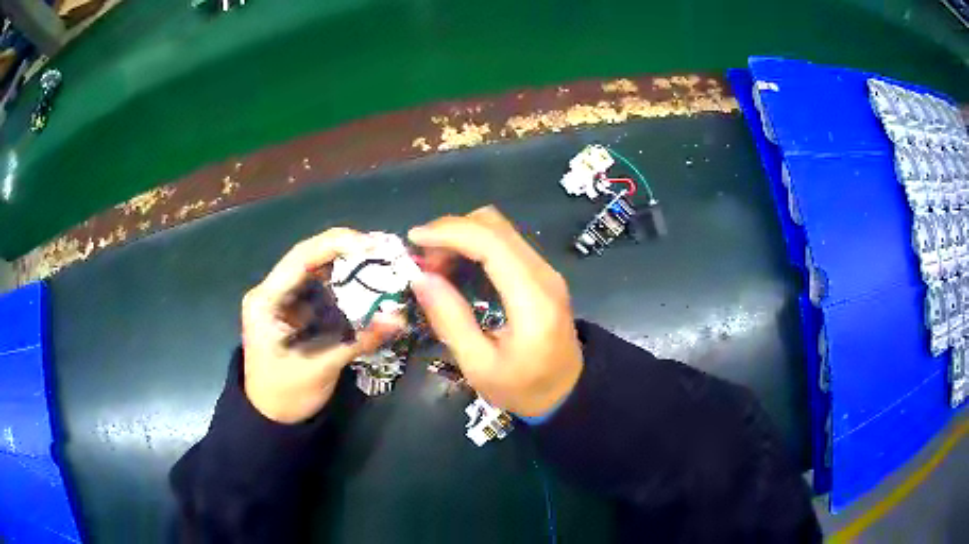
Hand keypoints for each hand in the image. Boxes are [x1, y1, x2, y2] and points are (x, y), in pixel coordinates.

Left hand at [241, 228, 401, 423]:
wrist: (271, 419)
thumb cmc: (286, 395)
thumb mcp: (321, 367)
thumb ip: (358, 340)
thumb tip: (399, 319)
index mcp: (265, 300)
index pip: (300, 258)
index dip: (336, 245)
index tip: (371, 245)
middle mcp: (271, 292)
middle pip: (309, 258)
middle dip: (346, 251)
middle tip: (383, 251)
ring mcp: (283, 300)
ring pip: (317, 271)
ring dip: (347, 266)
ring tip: (381, 263)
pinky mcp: (295, 312)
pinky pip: (321, 290)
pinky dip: (344, 286)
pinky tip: (367, 285)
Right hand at [408, 207, 583, 417]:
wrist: (567, 391)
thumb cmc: (523, 388)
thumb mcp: (479, 366)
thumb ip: (451, 320)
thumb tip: (421, 278)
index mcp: (532, 299)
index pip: (491, 243)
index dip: (450, 232)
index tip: (414, 239)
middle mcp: (543, 274)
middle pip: (495, 226)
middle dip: (452, 232)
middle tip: (424, 262)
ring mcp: (546, 271)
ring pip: (500, 229)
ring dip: (462, 237)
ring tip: (436, 267)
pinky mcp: (542, 273)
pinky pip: (505, 243)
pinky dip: (475, 245)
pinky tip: (457, 268)